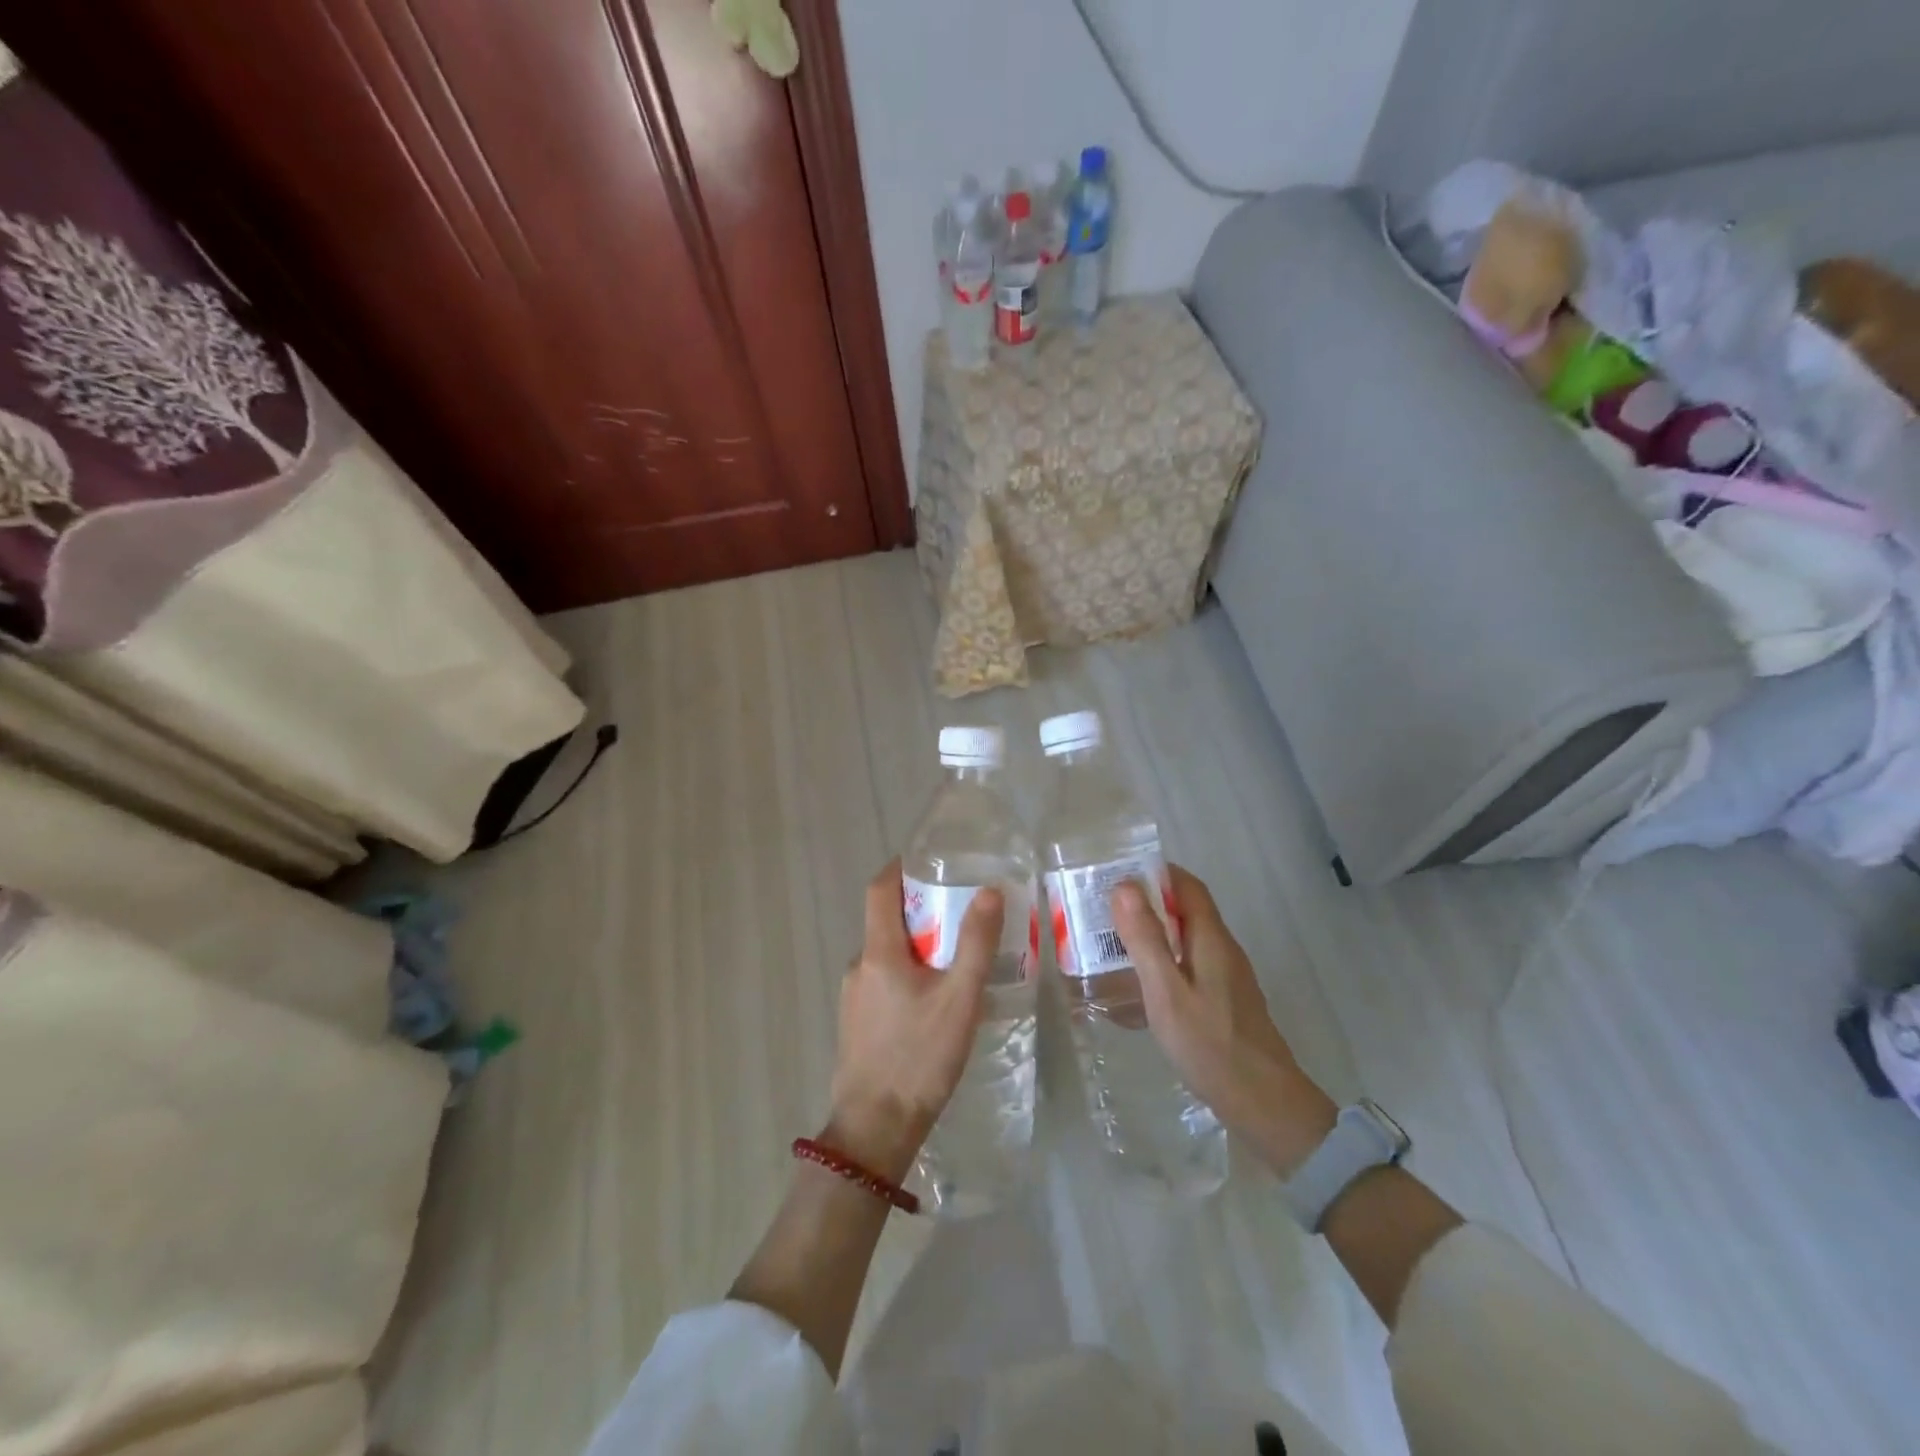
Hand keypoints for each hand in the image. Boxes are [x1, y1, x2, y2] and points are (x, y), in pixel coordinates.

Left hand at [824, 861, 1002, 1183]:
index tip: (927, 859)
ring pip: (886, 954)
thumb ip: (975, 944)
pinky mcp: (856, 1022)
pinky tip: (935, 999)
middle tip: (960, 911)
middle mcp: (859, 966)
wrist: (875, 1128)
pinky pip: (882, 981)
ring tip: (956, 957)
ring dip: (916, 946)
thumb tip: (989, 891)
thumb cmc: (919, 1057)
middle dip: (920, 910)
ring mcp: (853, 996)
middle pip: (886, 921)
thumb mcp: (960, 999)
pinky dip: (907, 974)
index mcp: (879, 952)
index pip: (879, 890)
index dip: (900, 868)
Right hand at [1112, 865, 1336, 1176]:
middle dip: (1151, 902)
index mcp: (1211, 940)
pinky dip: (1166, 961)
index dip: (1158, 873)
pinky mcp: (1227, 1002)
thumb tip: (1124, 886)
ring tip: (1117, 944)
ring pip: (1190, 940)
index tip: (1121, 873)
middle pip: (1189, 911)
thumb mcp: (1166, 990)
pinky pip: (1192, 966)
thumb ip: (1145, 939)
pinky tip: (1145, 986)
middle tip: (1108, 910)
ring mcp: (1229, 978)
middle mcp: (1224, 950)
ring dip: (1157, 932)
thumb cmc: (1210, 1044)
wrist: (1265, 1104)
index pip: (1188, 887)